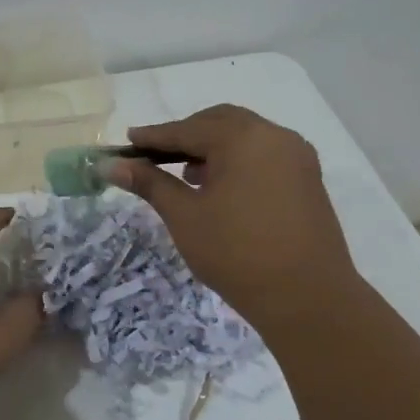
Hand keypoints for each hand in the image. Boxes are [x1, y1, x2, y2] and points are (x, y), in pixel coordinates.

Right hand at [109, 105, 360, 327]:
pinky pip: (265, 154)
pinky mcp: (308, 178)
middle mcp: (274, 135)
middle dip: (186, 135)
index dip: (153, 136)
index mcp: (242, 137)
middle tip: (155, 155)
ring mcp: (296, 156)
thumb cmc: (237, 254)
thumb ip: (150, 183)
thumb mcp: (185, 216)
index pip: (187, 129)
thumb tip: (111, 164)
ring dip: (213, 147)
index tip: (126, 141)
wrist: (307, 298)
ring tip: (186, 174)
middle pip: (220, 122)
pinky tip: (222, 187)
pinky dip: (238, 160)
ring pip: (245, 136)